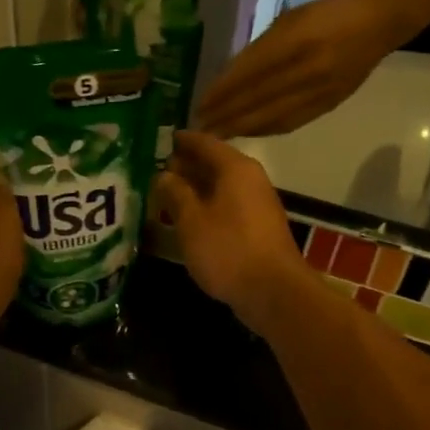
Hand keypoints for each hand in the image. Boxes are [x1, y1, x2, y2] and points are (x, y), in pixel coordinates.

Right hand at [153, 132, 309, 327]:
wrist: (273, 292)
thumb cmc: (228, 250)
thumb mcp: (191, 221)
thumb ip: (175, 193)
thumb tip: (163, 174)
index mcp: (235, 169)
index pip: (204, 142)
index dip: (181, 140)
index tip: (160, 138)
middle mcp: (250, 180)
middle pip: (214, 163)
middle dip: (186, 165)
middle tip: (156, 168)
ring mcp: (257, 205)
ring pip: (221, 187)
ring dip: (195, 188)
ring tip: (166, 194)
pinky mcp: (258, 229)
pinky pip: (227, 207)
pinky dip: (207, 206)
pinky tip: (188, 220)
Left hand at [196, 0, 402, 137]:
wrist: (379, 24)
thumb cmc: (328, 14)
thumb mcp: (290, 20)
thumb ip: (260, 49)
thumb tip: (229, 78)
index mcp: (295, 41)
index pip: (249, 74)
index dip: (222, 93)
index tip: (200, 104)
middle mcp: (306, 69)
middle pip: (256, 99)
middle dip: (225, 115)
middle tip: (201, 127)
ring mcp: (319, 90)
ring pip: (272, 116)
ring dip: (241, 127)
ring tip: (217, 134)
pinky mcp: (328, 105)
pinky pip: (290, 122)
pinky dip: (265, 129)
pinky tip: (247, 133)